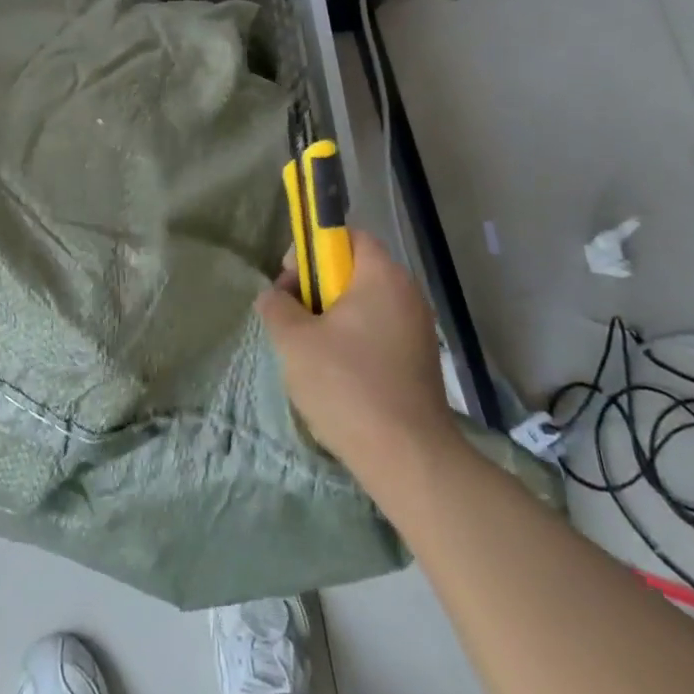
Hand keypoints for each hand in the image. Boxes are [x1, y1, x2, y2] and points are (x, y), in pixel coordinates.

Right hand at [254, 231, 458, 485]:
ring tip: (308, 350)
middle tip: (293, 316)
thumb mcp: (294, 340)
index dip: (314, 249)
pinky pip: (378, 333)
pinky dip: (353, 342)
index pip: (348, 236)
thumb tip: (274, 296)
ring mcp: (417, 330)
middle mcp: (407, 295)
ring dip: (332, 318)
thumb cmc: (346, 384)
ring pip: (364, 306)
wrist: (407, 457)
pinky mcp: (419, 363)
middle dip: (318, 288)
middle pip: (354, 271)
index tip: (291, 278)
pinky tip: (335, 375)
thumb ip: (276, 306)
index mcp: (382, 277)